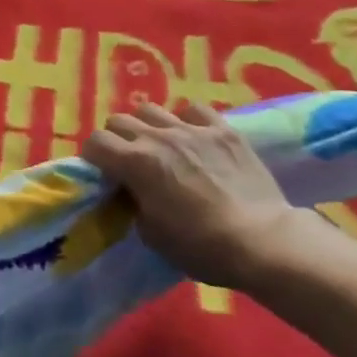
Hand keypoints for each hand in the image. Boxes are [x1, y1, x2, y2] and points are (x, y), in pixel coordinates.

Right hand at [83, 101, 314, 288]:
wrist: (263, 242)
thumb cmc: (202, 247)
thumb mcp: (151, 234)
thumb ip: (133, 203)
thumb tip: (133, 191)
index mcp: (135, 163)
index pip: (95, 142)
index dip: (93, 157)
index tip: (103, 173)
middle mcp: (158, 137)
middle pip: (119, 120)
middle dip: (117, 139)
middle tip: (130, 162)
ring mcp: (192, 129)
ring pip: (151, 109)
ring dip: (148, 127)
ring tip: (161, 146)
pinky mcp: (224, 130)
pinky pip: (194, 110)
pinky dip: (188, 120)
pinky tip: (195, 138)